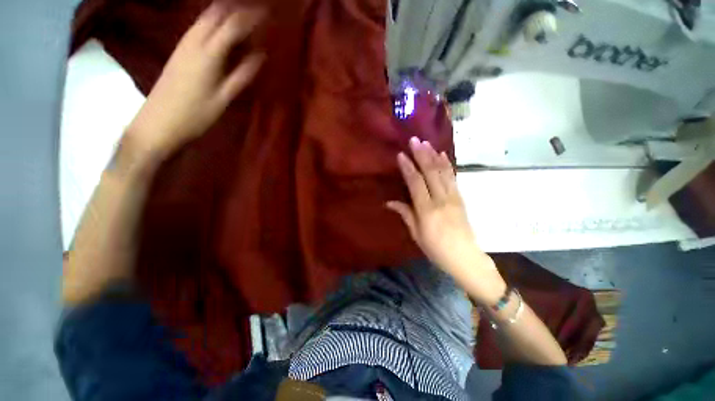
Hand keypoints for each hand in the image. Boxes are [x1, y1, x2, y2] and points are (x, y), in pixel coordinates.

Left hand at [125, 3, 264, 164]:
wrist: (158, 123)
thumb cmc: (195, 115)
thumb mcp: (224, 98)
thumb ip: (241, 75)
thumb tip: (260, 56)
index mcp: (208, 54)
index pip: (232, 26)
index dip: (250, 17)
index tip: (266, 13)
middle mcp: (193, 42)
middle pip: (215, 14)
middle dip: (235, 8)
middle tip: (254, 11)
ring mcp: (183, 45)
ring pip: (204, 18)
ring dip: (223, 12)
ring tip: (241, 15)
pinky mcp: (178, 51)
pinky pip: (198, 27)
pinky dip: (212, 22)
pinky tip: (221, 28)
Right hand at [387, 137, 498, 295]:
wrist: (465, 257)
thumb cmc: (436, 249)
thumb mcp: (416, 234)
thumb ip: (405, 214)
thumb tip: (389, 202)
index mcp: (427, 210)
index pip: (416, 183)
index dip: (408, 168)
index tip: (401, 155)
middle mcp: (441, 200)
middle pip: (430, 173)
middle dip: (422, 155)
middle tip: (415, 140)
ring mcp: (453, 197)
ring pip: (443, 172)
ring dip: (434, 156)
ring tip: (426, 143)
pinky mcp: (460, 197)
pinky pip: (453, 177)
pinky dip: (447, 164)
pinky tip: (442, 155)